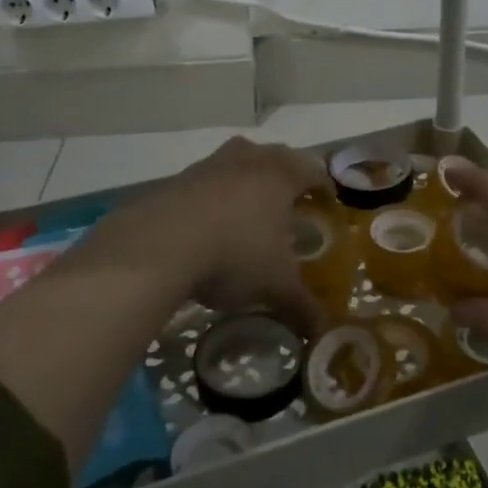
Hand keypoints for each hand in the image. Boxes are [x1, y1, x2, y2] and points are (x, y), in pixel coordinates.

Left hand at [76, 136, 324, 329]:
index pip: (314, 171)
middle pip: (276, 157)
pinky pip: (207, 180)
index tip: (328, 204)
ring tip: (250, 212)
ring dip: (247, 180)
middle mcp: (249, 158)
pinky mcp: (178, 178)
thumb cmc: (234, 255)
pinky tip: (211, 224)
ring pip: (239, 162)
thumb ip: (302, 305)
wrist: (158, 245)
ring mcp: (211, 164)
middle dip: (286, 177)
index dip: (325, 187)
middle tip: (291, 205)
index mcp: (281, 174)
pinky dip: (215, 196)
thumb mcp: (275, 286)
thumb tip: (322, 330)